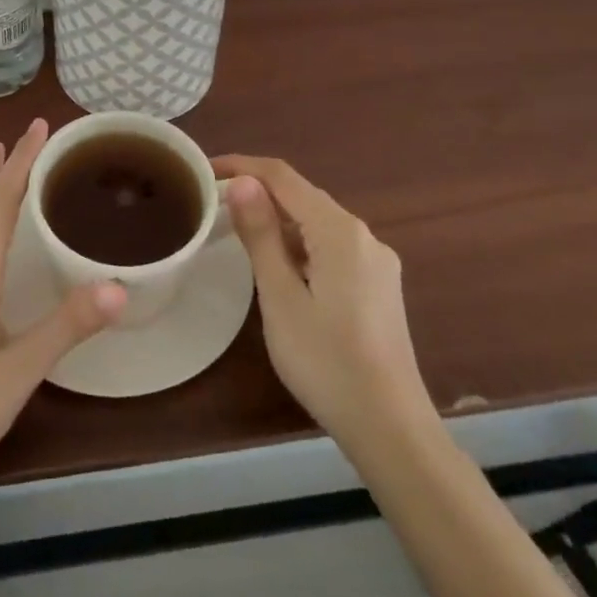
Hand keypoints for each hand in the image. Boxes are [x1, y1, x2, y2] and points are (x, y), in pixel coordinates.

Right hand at [214, 155, 431, 444]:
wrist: (392, 430)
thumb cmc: (326, 361)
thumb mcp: (281, 297)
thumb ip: (261, 235)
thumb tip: (243, 182)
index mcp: (339, 231)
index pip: (282, 177)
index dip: (242, 166)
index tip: (204, 171)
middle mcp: (363, 236)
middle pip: (302, 197)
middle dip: (258, 193)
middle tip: (213, 205)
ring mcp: (376, 262)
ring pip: (317, 223)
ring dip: (278, 221)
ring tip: (237, 234)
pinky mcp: (379, 286)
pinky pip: (331, 247)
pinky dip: (299, 245)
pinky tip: (279, 268)